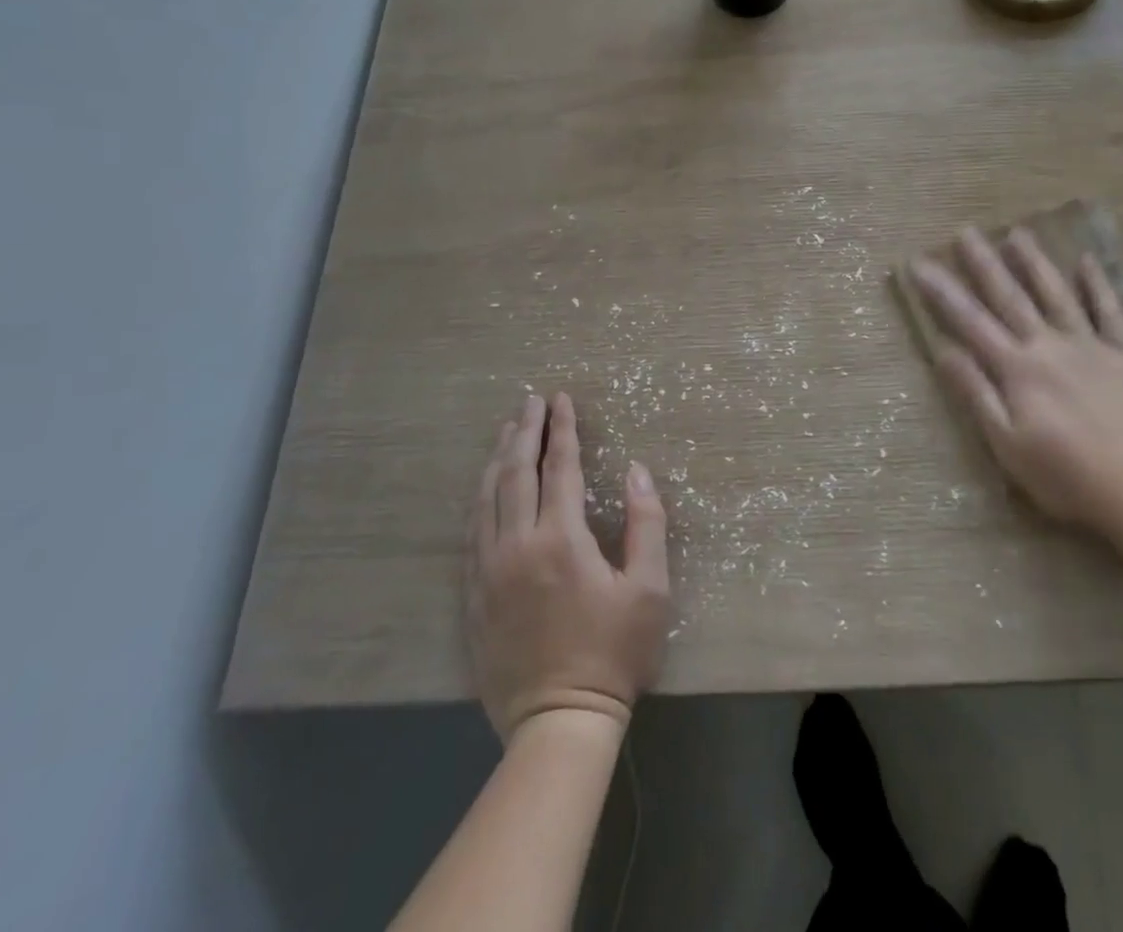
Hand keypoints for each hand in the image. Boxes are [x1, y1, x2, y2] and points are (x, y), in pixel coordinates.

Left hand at [466, 393, 670, 738]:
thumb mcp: (650, 588)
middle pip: (517, 474)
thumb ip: (647, 523)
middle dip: (525, 432)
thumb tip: (636, 471)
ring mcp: (489, 572)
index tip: (562, 399)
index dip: (563, 430)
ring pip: (487, 499)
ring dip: (498, 459)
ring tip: (507, 431)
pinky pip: (472, 533)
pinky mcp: (474, 596)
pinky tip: (486, 488)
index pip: (561, 469)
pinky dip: (481, 499)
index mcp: (562, 540)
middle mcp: (517, 546)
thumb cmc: (614, 652)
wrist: (559, 722)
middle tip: (531, 402)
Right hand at [912, 226, 1122, 544]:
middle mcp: (1049, 345)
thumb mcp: (1006, 444)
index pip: (970, 321)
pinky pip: (1110, 312)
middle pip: (1010, 297)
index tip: (919, 263)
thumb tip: (944, 349)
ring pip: (1057, 294)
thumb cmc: (1066, 476)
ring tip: (1017, 232)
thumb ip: (976, 393)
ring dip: (1035, 262)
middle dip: (984, 263)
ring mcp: (1091, 346)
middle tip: (965, 231)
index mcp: (1017, 369)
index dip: (942, 291)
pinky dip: (1098, 285)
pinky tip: (1087, 260)